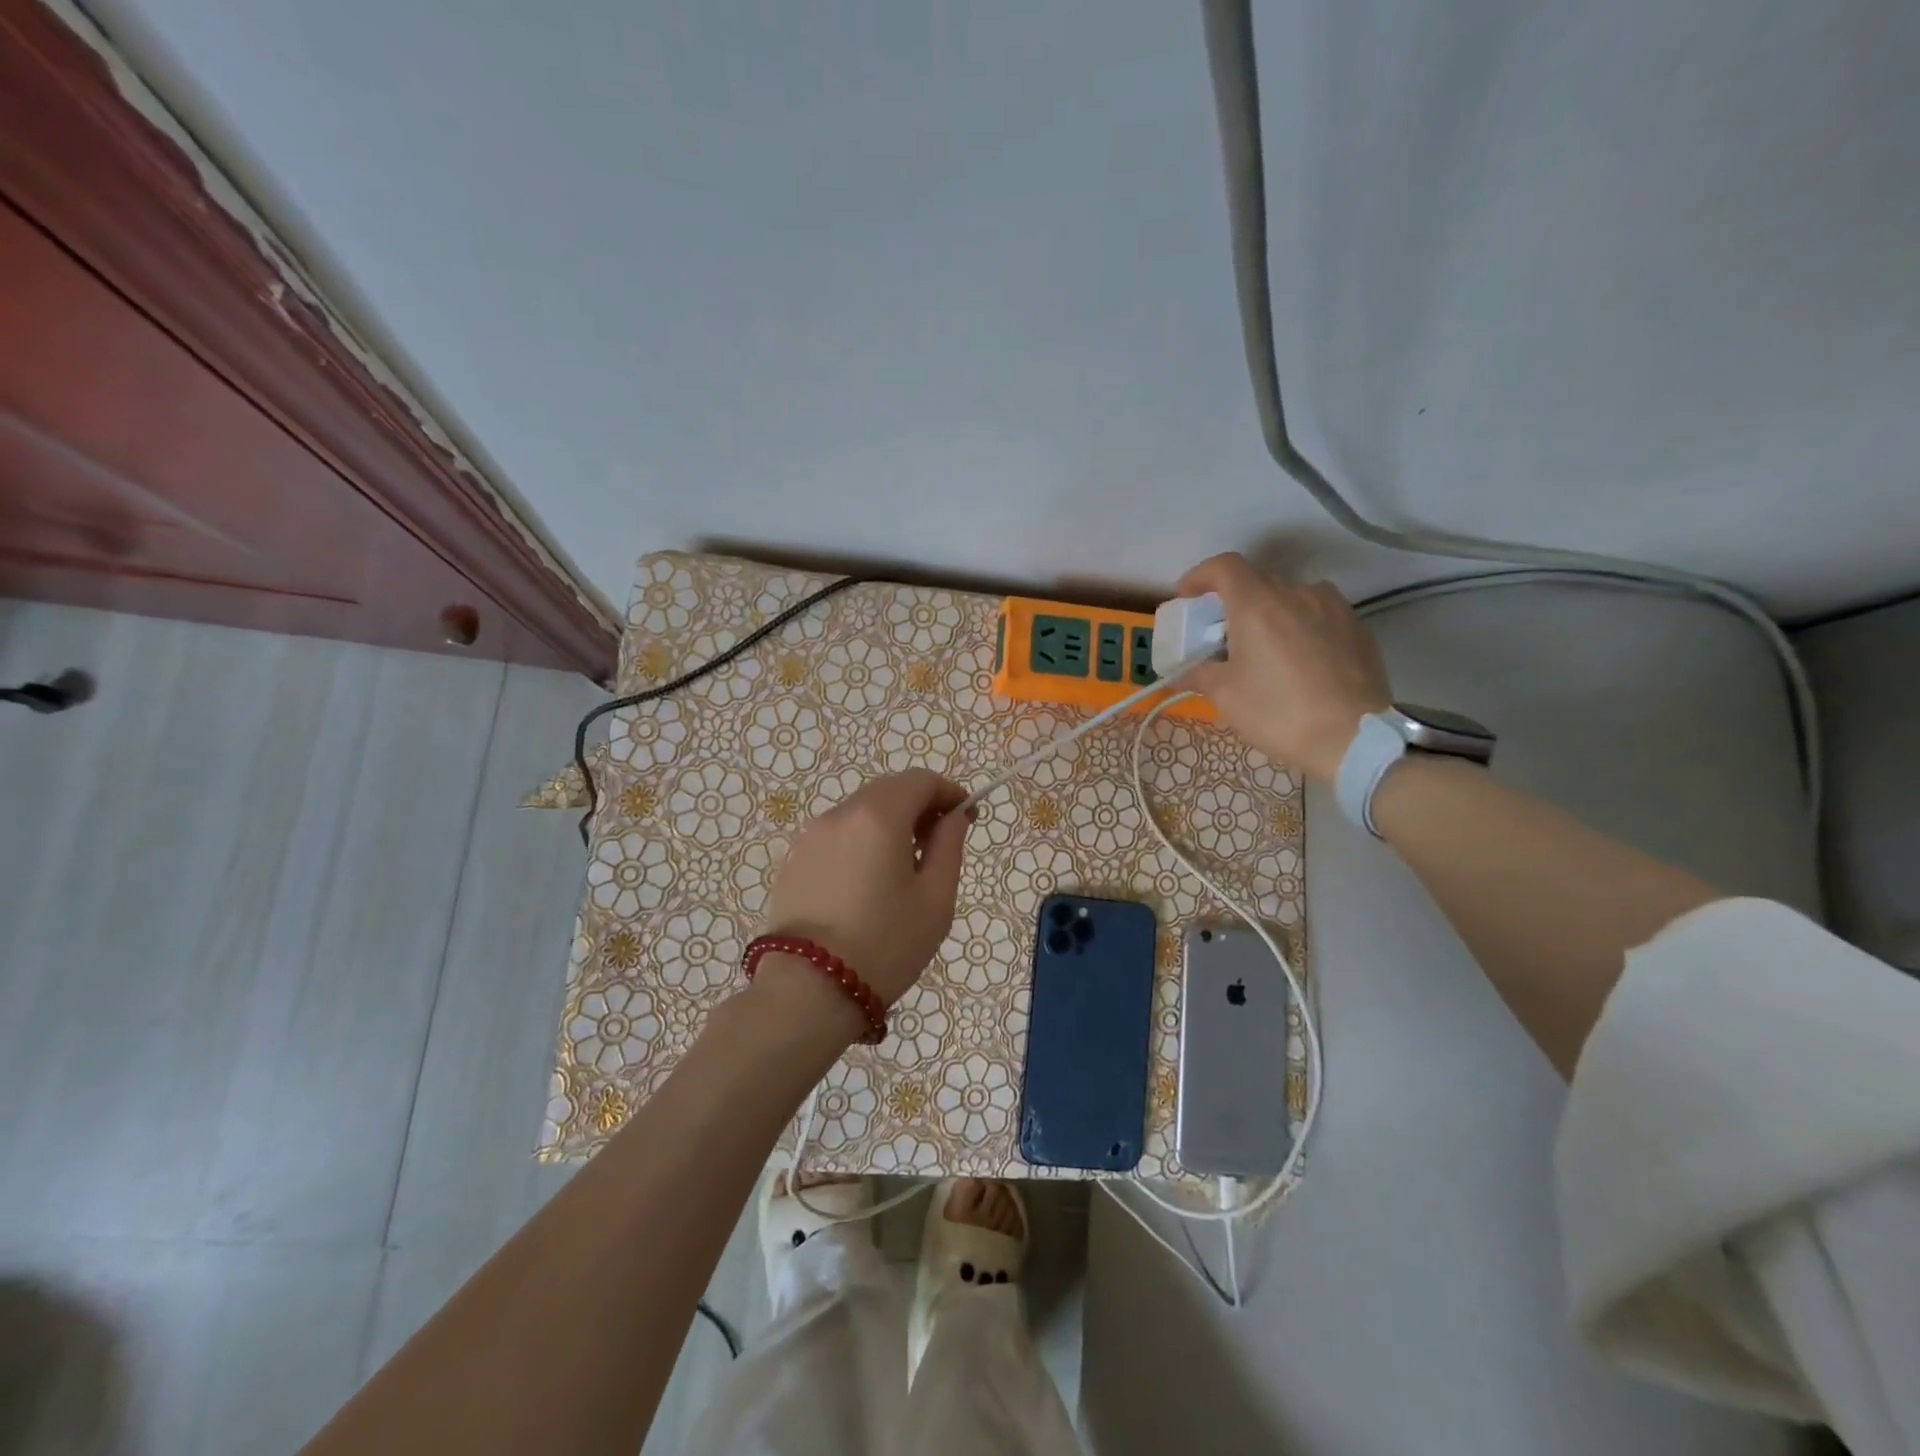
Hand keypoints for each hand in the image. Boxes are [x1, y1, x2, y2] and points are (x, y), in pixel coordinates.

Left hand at [757, 770, 972, 1012]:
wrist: (807, 992)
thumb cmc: (885, 945)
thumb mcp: (935, 899)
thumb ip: (949, 846)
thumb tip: (954, 817)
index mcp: (878, 816)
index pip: (919, 780)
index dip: (948, 792)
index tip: (967, 817)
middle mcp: (839, 814)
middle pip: (888, 791)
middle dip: (919, 806)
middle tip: (940, 842)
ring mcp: (810, 837)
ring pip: (860, 812)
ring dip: (889, 824)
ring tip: (904, 868)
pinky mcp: (792, 862)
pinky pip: (837, 837)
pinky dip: (861, 843)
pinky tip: (868, 884)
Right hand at [1177, 552, 1391, 782]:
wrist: (1355, 739)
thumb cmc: (1278, 712)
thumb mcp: (1226, 696)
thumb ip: (1200, 674)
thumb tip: (1183, 671)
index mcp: (1258, 604)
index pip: (1225, 567)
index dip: (1200, 576)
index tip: (1188, 597)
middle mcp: (1297, 593)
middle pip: (1257, 584)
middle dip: (1235, 605)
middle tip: (1224, 637)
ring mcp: (1334, 608)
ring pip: (1292, 601)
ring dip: (1272, 617)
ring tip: (1267, 651)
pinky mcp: (1358, 628)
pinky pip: (1319, 618)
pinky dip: (1301, 630)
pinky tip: (1300, 664)